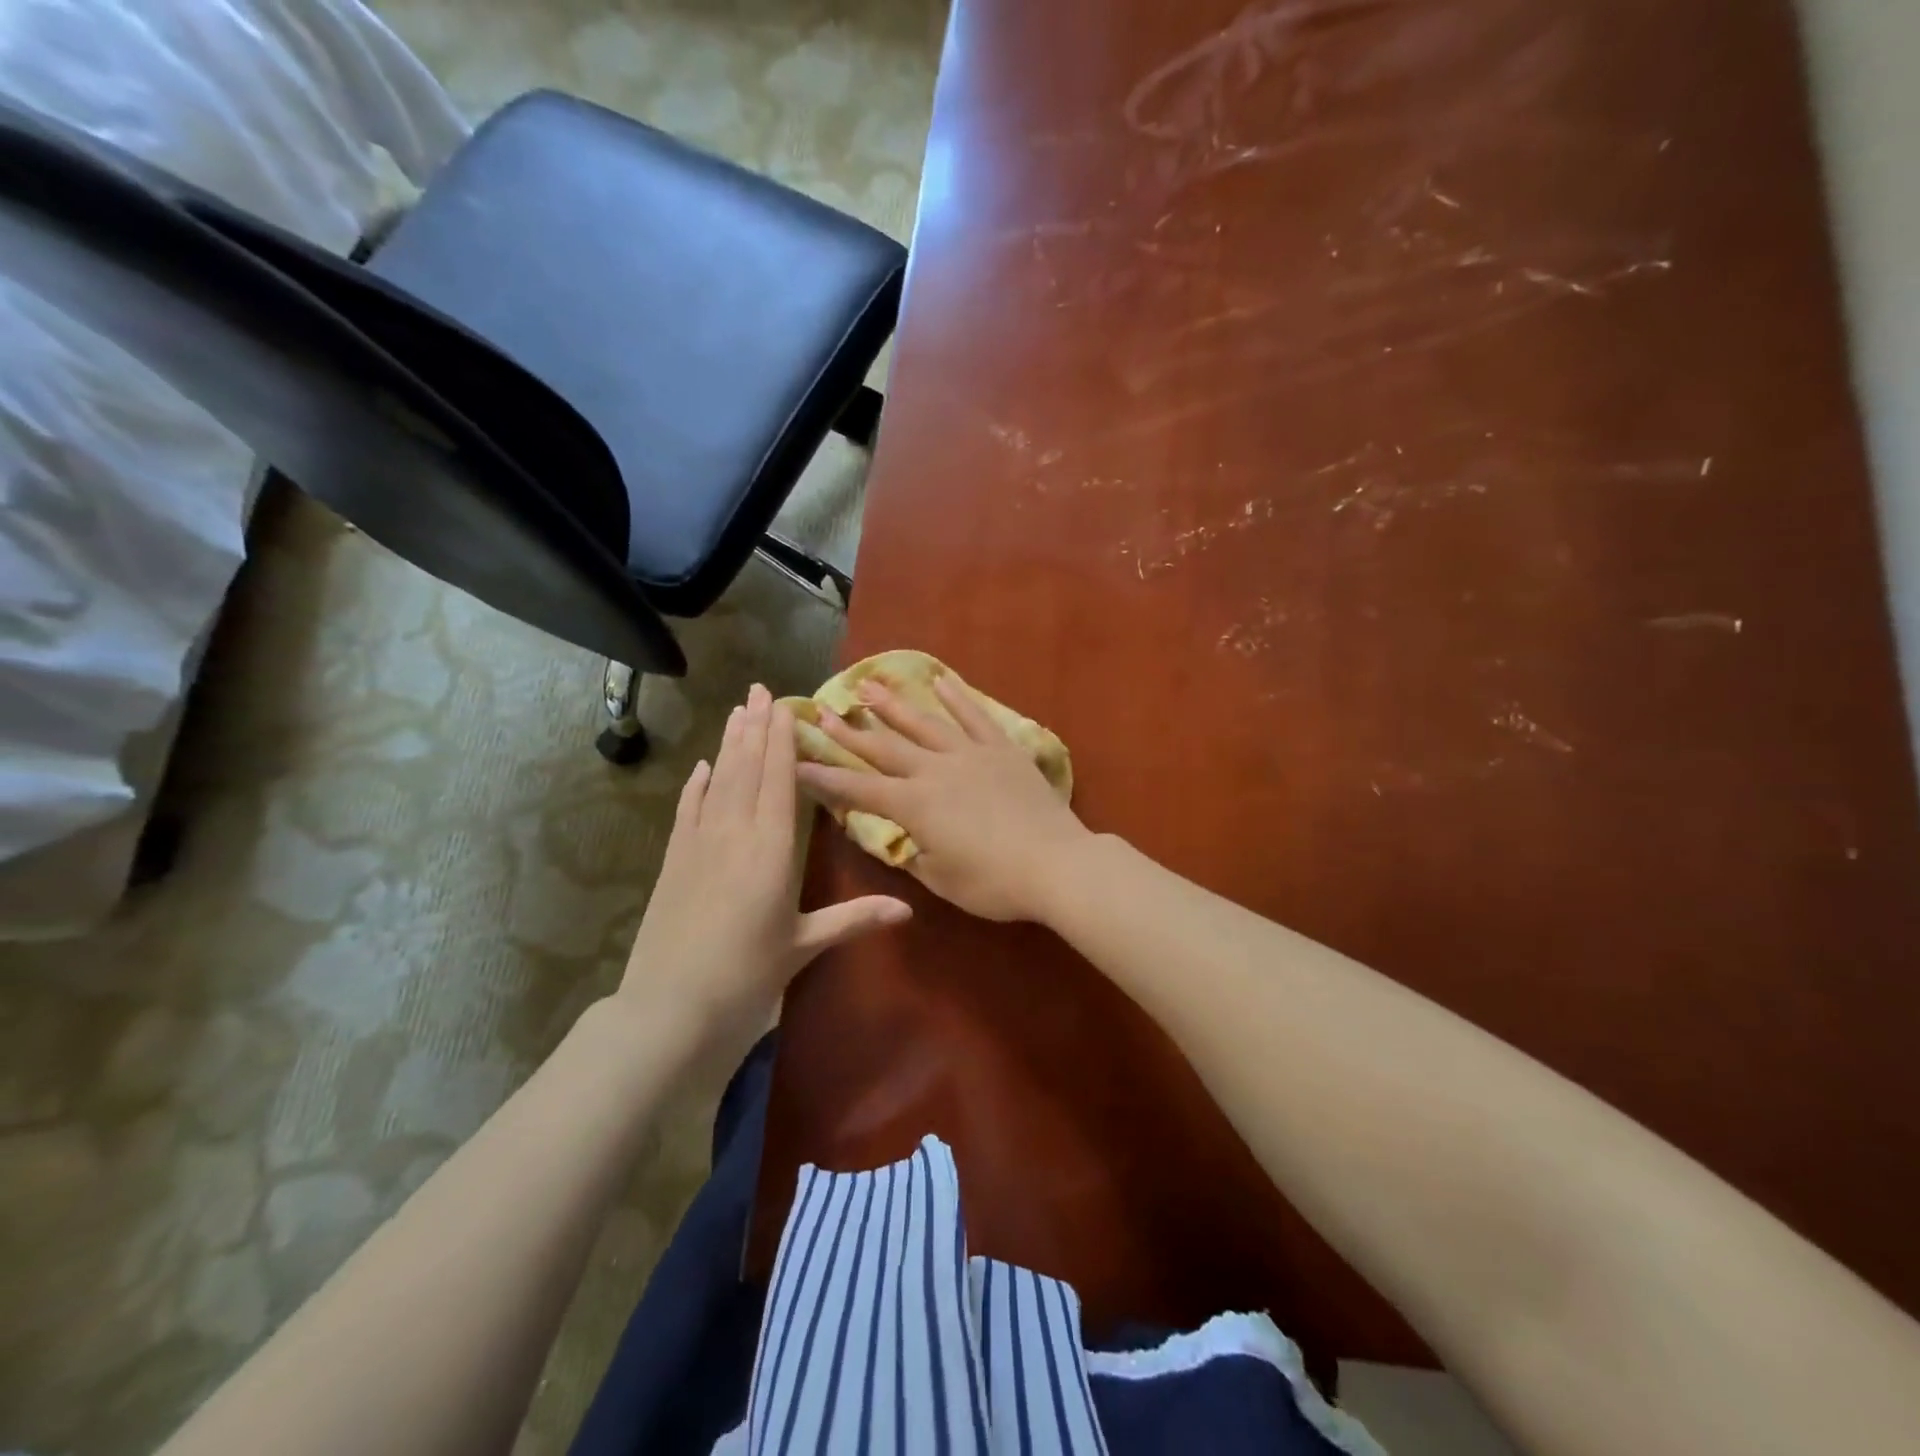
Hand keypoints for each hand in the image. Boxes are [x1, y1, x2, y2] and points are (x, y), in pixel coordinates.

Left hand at [614, 684, 910, 1063]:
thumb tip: (909, 909)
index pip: (779, 780)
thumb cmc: (747, 976)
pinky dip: (696, 785)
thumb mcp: (804, 945)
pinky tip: (702, 766)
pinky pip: (688, 810)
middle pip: (746, 769)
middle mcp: (734, 834)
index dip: (782, 740)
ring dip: (728, 744)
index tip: (785, 705)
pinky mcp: (675, 861)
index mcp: (771, 849)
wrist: (670, 1007)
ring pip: (718, 781)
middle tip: (759, 689)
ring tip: (737, 710)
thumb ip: (855, 919)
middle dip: (755, 727)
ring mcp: (699, 844)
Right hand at [794, 674, 1093, 921]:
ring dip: (893, 704)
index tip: (798, 762)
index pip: (858, 790)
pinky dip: (956, 697)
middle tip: (823, 712)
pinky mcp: (1001, 749)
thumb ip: (915, 854)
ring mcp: (969, 754)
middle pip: (884, 747)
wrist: (1056, 864)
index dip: (826, 778)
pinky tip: (939, 680)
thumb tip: (904, 837)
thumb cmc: (994, 883)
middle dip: (850, 732)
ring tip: (869, 684)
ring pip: (924, 723)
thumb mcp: (941, 879)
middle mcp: (934, 771)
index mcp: (914, 806)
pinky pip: (974, 716)